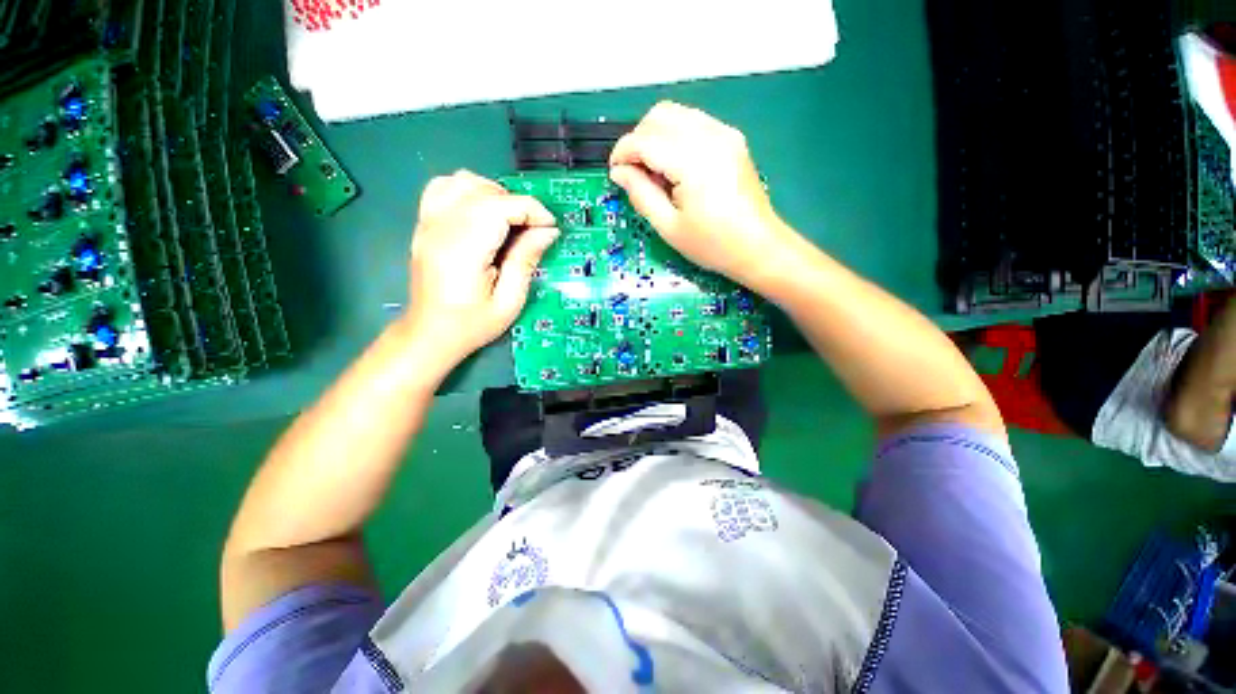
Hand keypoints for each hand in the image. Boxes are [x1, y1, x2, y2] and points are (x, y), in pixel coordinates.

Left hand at [405, 170, 559, 364]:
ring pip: (464, 181)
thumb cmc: (472, 324)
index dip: (532, 210)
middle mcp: (442, 228)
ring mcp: (428, 223)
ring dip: (494, 194)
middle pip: (485, 191)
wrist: (430, 333)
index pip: (501, 206)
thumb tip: (548, 231)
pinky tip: (481, 211)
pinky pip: (443, 188)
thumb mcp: (509, 301)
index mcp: (464, 249)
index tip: (550, 228)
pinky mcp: (424, 224)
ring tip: (509, 220)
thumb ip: (526, 260)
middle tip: (532, 231)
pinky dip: (468, 191)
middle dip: (517, 204)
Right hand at [609, 101, 793, 286]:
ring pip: (676, 114)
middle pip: (659, 115)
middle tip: (635, 173)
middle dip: (638, 140)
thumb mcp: (669, 227)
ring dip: (655, 136)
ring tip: (655, 172)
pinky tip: (675, 166)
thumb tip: (619, 172)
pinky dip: (675, 136)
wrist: (758, 247)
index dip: (622, 153)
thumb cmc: (713, 245)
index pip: (645, 140)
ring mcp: (724, 133)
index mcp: (693, 162)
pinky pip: (693, 122)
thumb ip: (641, 195)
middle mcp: (710, 136)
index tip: (615, 173)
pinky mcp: (732, 138)